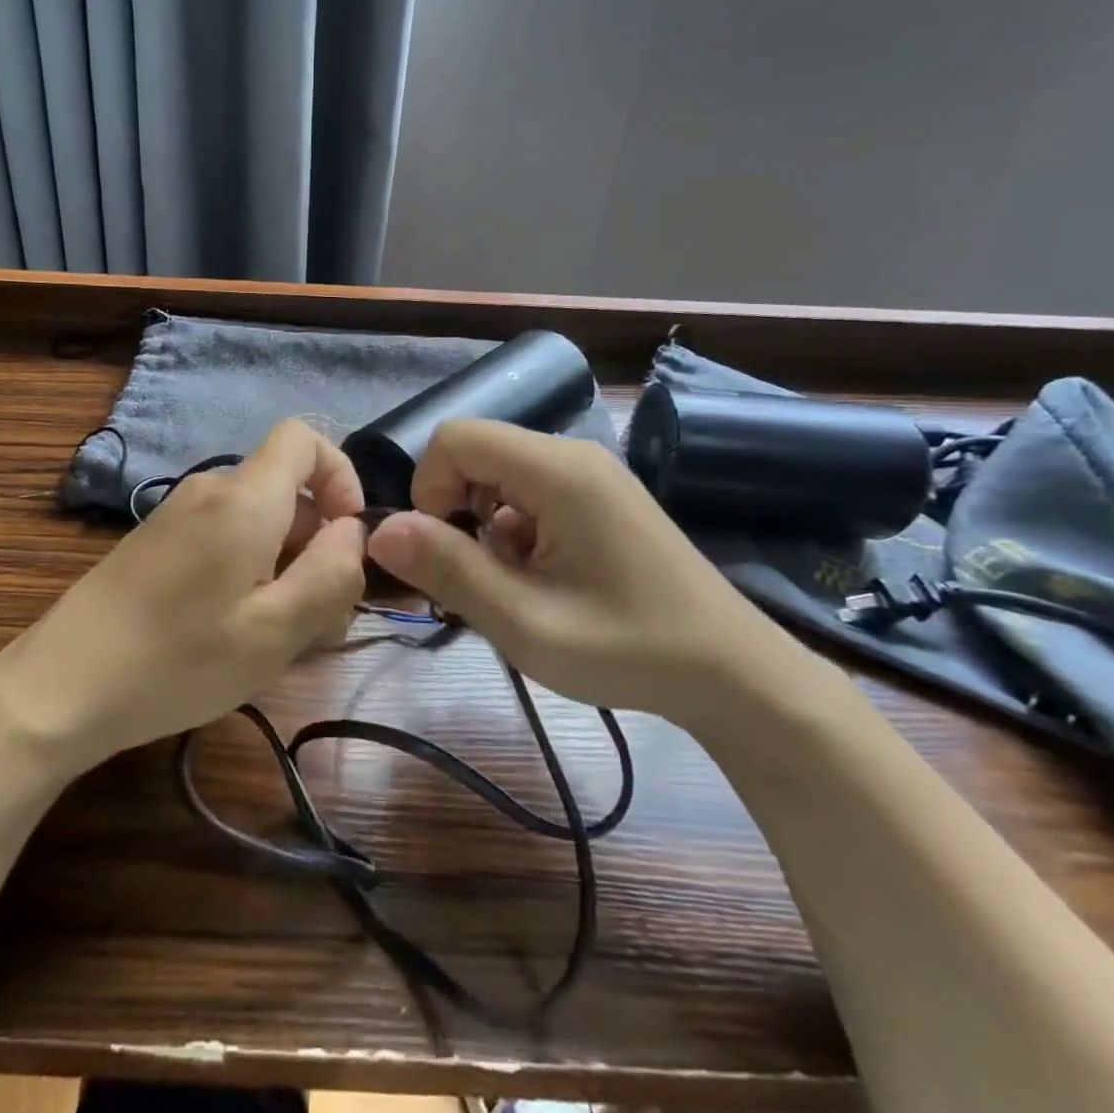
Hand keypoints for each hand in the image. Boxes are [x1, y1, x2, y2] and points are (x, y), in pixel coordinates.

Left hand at [0, 420, 367, 768]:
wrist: (60, 687)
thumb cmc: (177, 660)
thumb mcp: (275, 631)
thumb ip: (331, 574)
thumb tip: (352, 532)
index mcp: (244, 499)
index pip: (303, 438)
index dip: (340, 476)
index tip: (346, 539)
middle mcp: (210, 490)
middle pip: (285, 489)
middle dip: (317, 542)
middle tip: (319, 617)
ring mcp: (177, 514)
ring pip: (257, 519)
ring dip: (285, 564)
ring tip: (278, 633)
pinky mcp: (157, 542)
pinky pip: (223, 537)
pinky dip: (248, 569)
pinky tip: (236, 629)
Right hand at [365, 420, 783, 721]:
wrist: (733, 674)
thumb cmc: (629, 649)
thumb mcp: (525, 622)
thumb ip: (448, 569)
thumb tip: (380, 530)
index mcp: (557, 470)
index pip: (455, 437)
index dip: (429, 487)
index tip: (442, 549)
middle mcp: (573, 455)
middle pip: (477, 453)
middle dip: (455, 510)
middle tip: (474, 578)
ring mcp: (591, 475)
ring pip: (500, 476)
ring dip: (484, 526)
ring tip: (512, 588)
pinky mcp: (600, 499)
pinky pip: (531, 494)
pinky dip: (515, 532)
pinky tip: (541, 583)